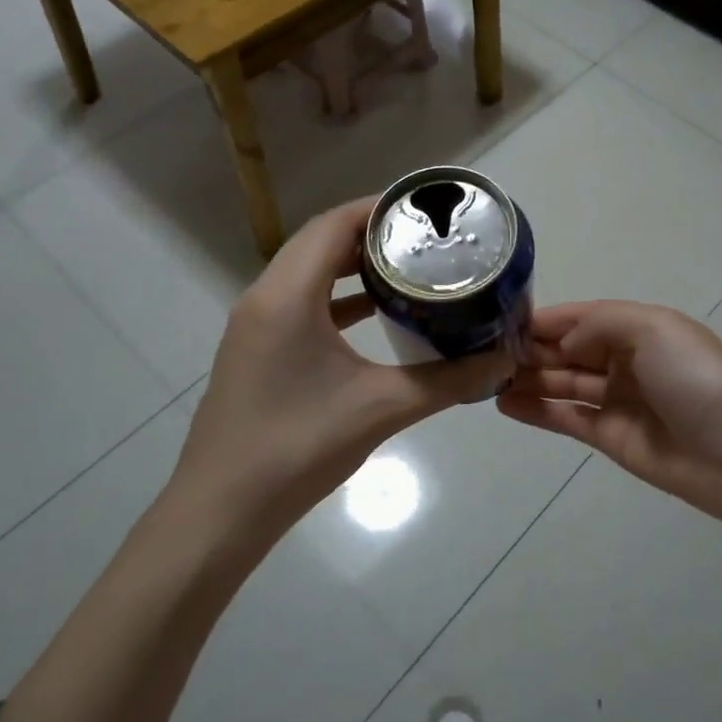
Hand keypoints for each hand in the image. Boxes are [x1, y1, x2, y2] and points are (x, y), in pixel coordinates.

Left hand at [176, 199, 512, 541]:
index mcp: (287, 296)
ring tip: (405, 267)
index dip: (378, 208)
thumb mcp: (381, 408)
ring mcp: (254, 325)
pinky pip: (299, 302)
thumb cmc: (298, 448)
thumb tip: (501, 361)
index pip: (333, 225)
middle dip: (371, 234)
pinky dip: (336, 297)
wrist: (221, 513)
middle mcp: (264, 298)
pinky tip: (373, 313)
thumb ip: (448, 380)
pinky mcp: (255, 350)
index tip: (425, 210)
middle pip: (319, 241)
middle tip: (424, 238)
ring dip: (352, 264)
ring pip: (307, 272)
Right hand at [497, 301, 721, 525]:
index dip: (547, 318)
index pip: (583, 317)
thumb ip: (600, 323)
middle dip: (532, 348)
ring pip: (563, 382)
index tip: (504, 319)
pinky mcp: (608, 437)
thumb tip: (563, 342)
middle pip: (569, 349)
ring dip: (528, 378)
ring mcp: (615, 399)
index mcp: (639, 328)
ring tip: (486, 377)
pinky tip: (504, 404)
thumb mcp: (654, 329)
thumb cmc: (694, 378)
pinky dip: (536, 410)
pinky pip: (565, 418)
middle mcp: (625, 360)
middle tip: (486, 352)